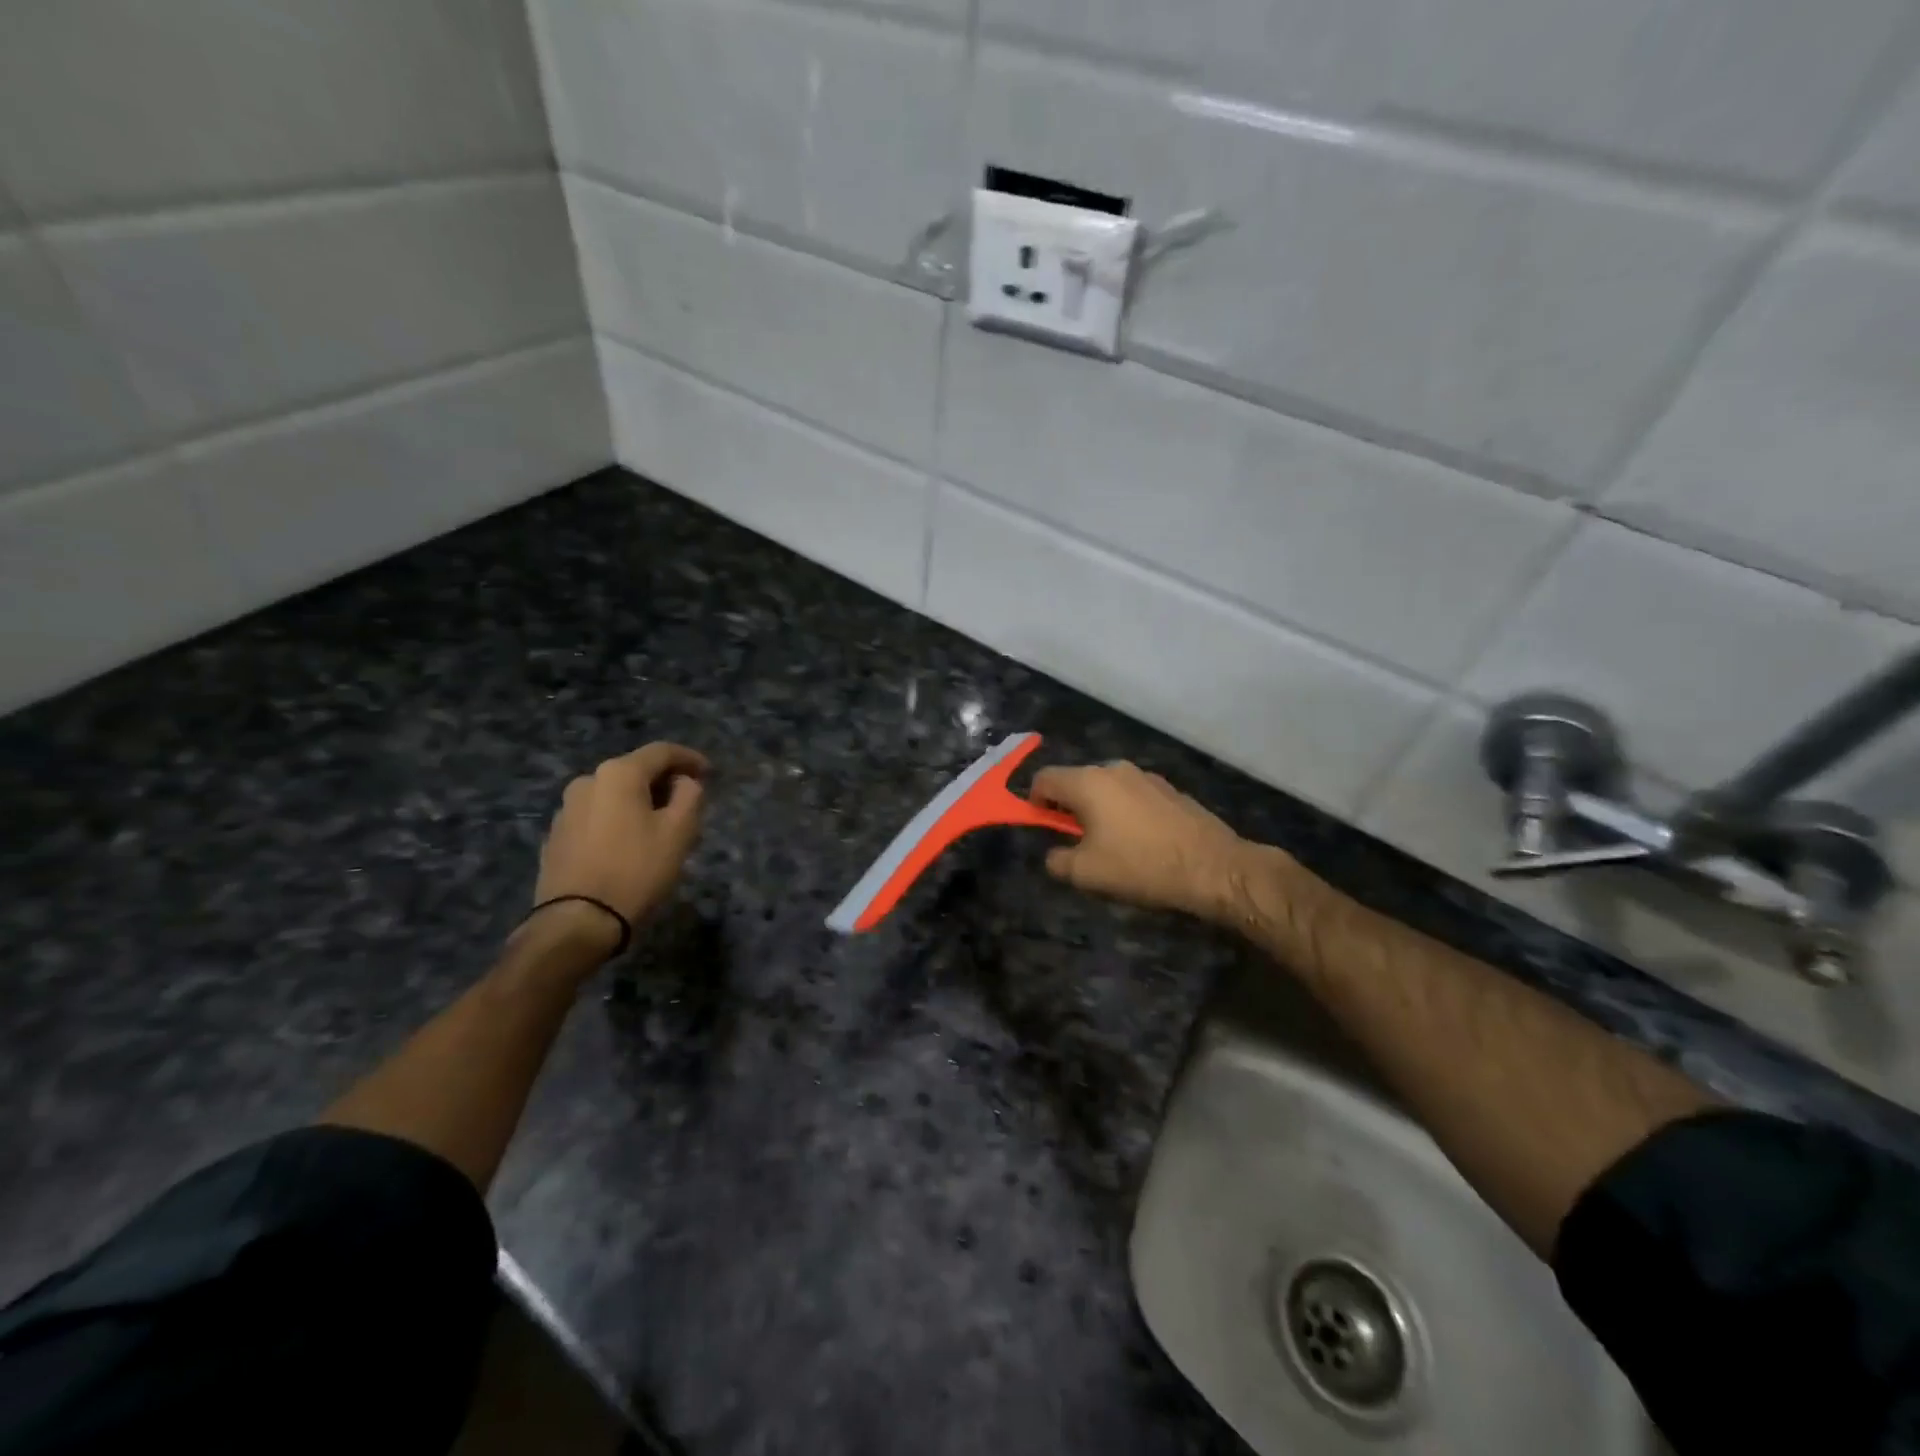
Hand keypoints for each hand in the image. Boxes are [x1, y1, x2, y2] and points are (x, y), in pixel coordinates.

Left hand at [532, 743, 708, 935]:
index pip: (662, 752)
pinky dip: (618, 822)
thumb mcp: (680, 831)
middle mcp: (587, 781)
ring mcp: (566, 809)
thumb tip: (684, 782)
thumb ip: (690, 795)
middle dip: (664, 783)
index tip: (709, 773)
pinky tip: (628, 846)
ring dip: (640, 804)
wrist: (578, 922)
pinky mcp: (556, 836)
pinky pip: (597, 817)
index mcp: (618, 774)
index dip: (690, 758)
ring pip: (614, 796)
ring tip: (659, 829)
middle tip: (688, 805)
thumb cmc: (637, 870)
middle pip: (635, 772)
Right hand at [1030, 761, 1250, 920]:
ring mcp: (1146, 776)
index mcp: (1088, 782)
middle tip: (1078, 843)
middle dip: (1069, 808)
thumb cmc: (1141, 866)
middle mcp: (1115, 769)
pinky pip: (1133, 796)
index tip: (1044, 828)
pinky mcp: (1170, 789)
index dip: (1034, 802)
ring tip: (1113, 846)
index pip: (1044, 778)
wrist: (1213, 867)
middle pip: (1076, 781)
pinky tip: (1142, 842)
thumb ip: (1057, 860)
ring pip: (1106, 789)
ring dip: (1099, 810)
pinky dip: (1126, 812)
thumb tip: (1055, 854)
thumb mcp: (1086, 874)